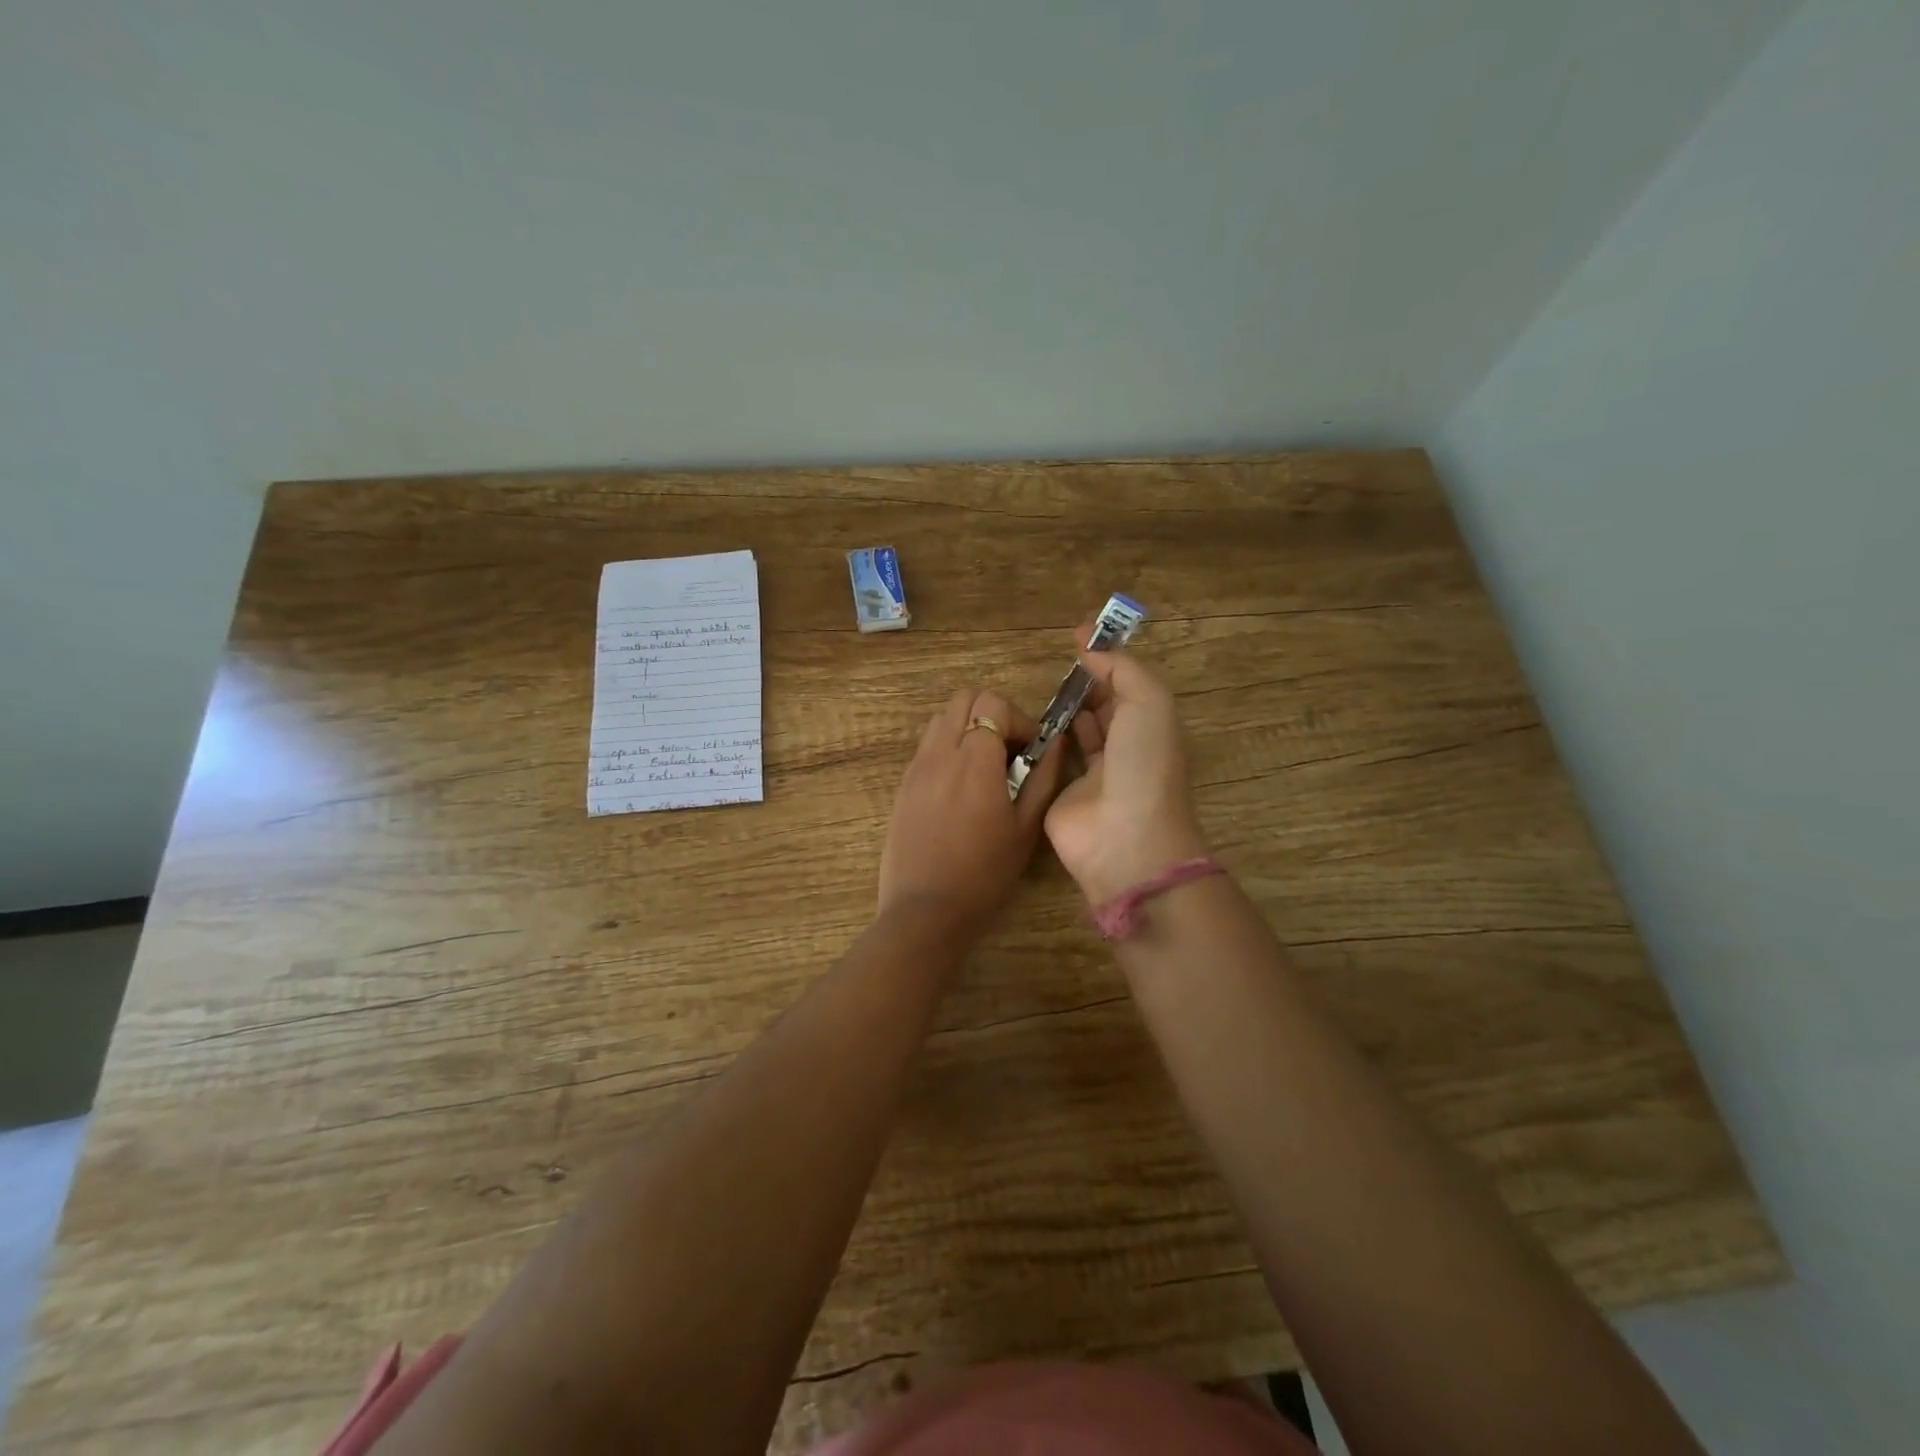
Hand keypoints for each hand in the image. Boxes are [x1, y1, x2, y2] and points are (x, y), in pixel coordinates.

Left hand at [878, 688, 1067, 934]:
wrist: (926, 909)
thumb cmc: (985, 873)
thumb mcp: (1026, 828)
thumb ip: (1043, 778)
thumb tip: (1056, 743)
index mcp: (974, 760)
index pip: (993, 703)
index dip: (1019, 719)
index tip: (1031, 749)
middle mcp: (940, 752)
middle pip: (964, 698)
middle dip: (993, 713)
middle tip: (1010, 750)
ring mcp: (916, 767)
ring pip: (941, 718)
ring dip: (968, 727)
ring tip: (985, 765)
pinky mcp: (903, 784)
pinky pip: (927, 745)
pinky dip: (948, 747)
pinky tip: (960, 786)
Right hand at [1044, 629, 1208, 903]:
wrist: (1124, 838)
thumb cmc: (1143, 765)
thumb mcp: (1148, 703)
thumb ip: (1123, 669)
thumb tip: (1092, 647)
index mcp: (1150, 727)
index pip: (1129, 685)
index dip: (1108, 658)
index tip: (1078, 635)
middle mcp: (1124, 749)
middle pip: (1104, 706)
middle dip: (1086, 682)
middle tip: (1058, 660)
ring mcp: (1092, 774)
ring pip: (1077, 731)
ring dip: (1064, 708)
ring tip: (1042, 685)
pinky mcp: (1061, 794)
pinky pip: (1052, 758)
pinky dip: (1043, 739)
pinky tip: (1027, 720)